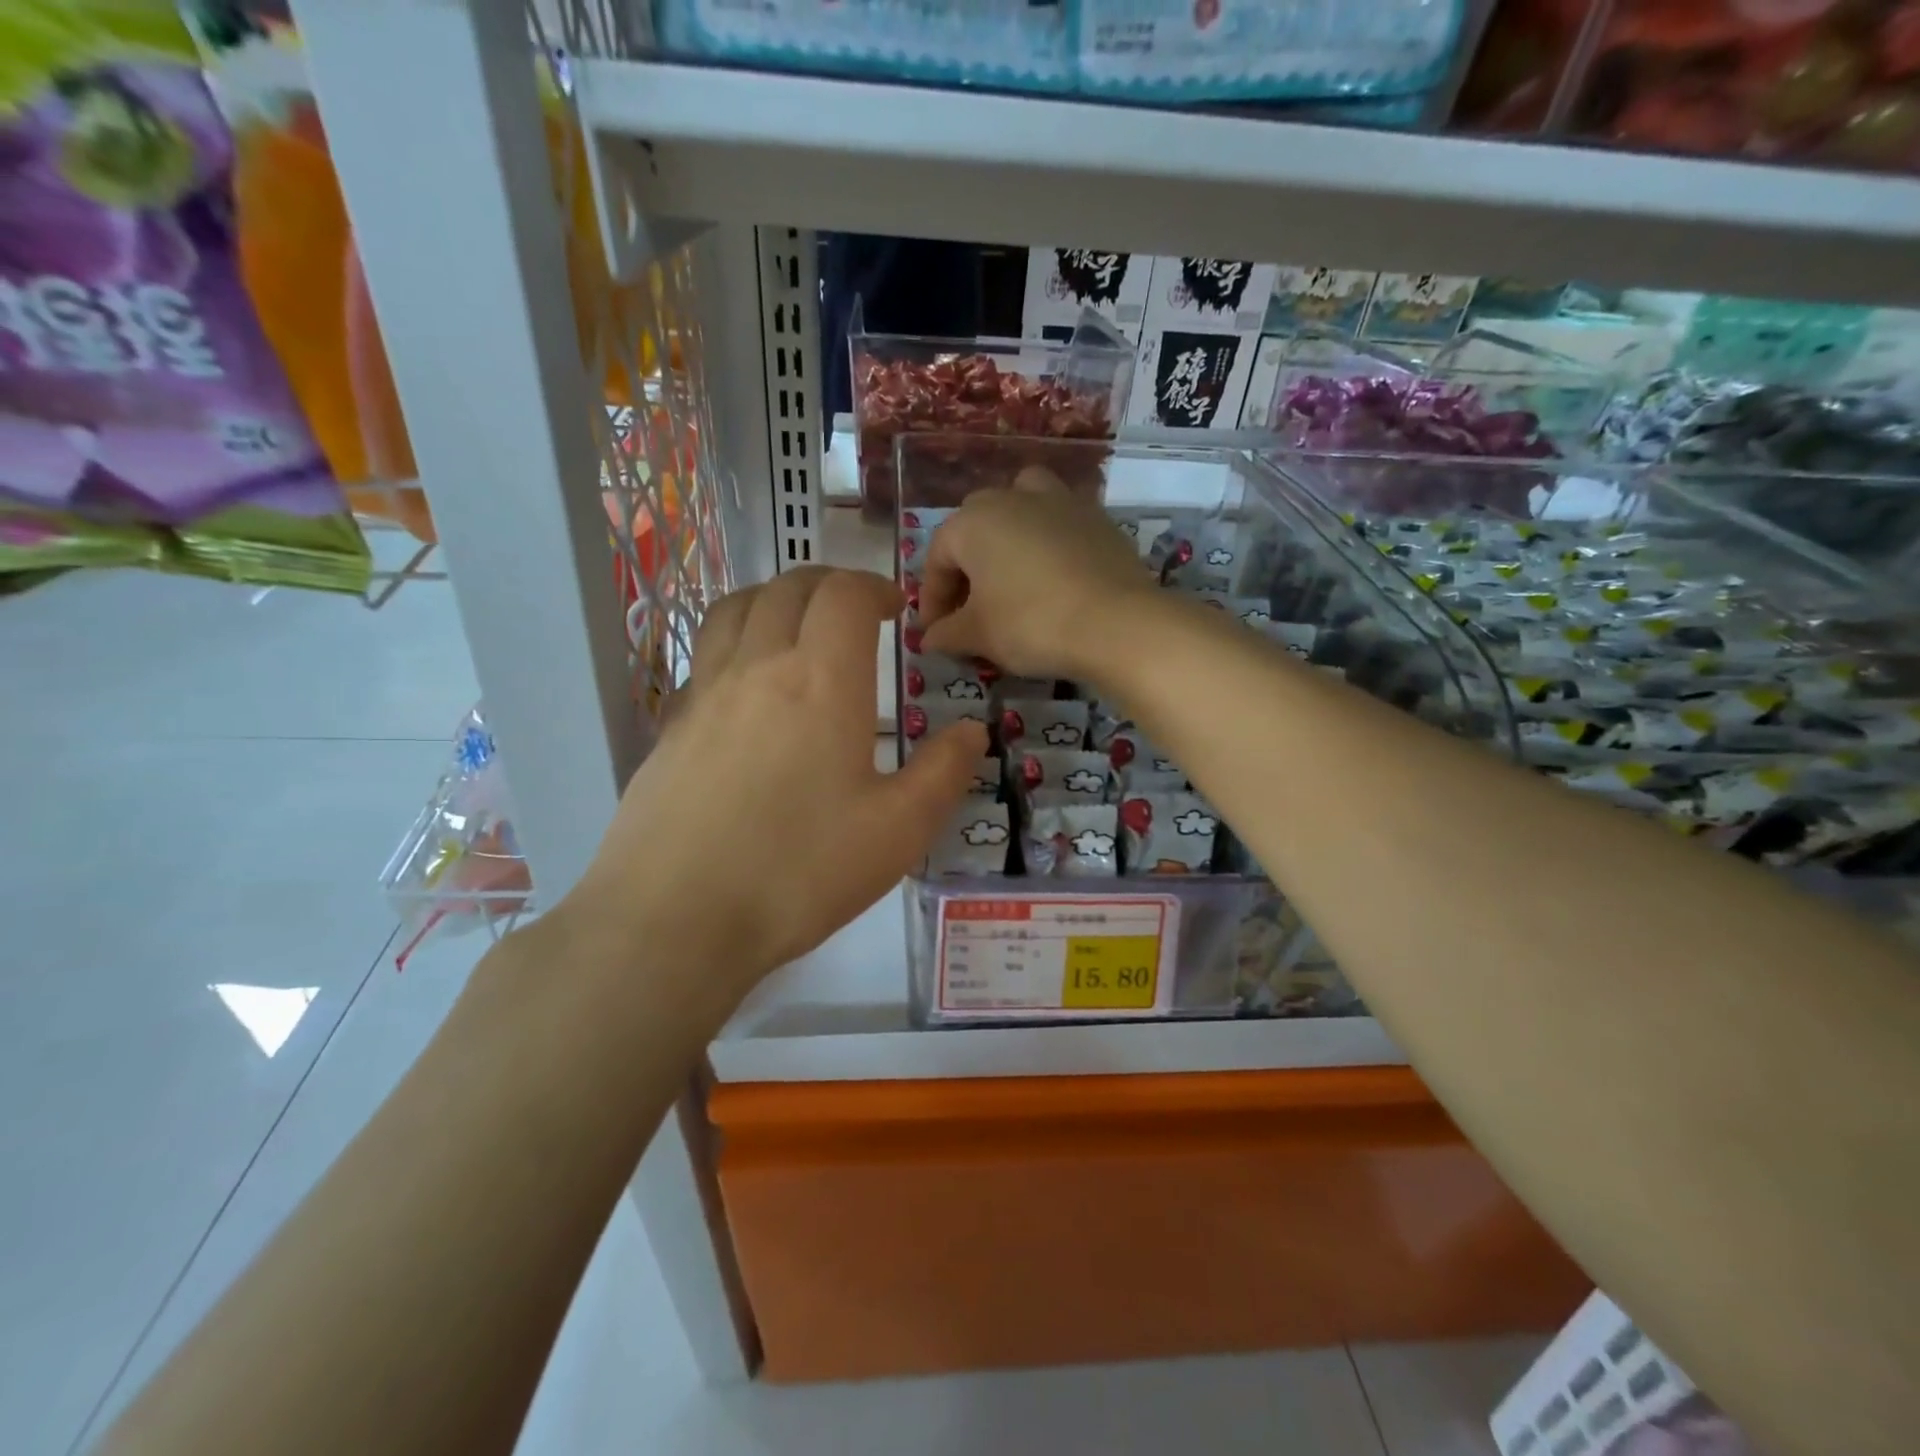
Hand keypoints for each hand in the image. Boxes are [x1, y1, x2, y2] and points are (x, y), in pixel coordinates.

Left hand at [564, 568, 985, 1002]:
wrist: (674, 920)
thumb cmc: (799, 872)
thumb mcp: (899, 831)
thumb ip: (944, 772)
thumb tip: (970, 731)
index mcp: (821, 681)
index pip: (844, 595)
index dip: (874, 587)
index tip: (896, 610)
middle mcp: (757, 668)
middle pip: (787, 588)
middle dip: (829, 584)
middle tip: (856, 610)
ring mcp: (703, 695)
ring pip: (734, 609)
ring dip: (774, 599)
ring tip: (798, 627)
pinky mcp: (669, 728)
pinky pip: (704, 657)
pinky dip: (735, 643)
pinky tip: (747, 689)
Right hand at [919, 466, 1155, 679]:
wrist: (1116, 622)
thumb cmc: (1031, 624)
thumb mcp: (978, 636)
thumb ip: (947, 633)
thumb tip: (930, 638)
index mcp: (972, 522)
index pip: (938, 559)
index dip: (932, 599)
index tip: (936, 633)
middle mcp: (1012, 498)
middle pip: (975, 527)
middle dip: (966, 567)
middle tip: (970, 609)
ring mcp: (1059, 501)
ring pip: (1020, 505)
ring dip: (1008, 535)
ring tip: (1011, 573)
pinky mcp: (1096, 517)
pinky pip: (1059, 522)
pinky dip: (1048, 542)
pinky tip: (1053, 577)